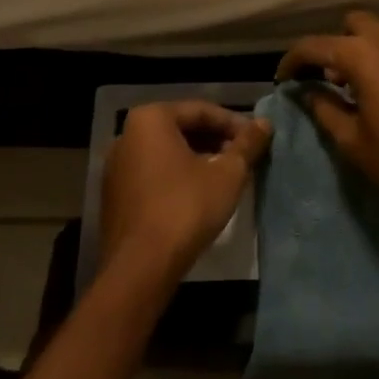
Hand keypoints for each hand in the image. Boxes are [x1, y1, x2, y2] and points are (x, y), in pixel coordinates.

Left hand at [100, 101, 270, 281]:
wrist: (140, 267)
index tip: (257, 139)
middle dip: (215, 141)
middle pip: (181, 129)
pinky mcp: (114, 194)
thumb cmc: (186, 208)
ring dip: (198, 158)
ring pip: (166, 152)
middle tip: (243, 157)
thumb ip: (247, 144)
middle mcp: (127, 134)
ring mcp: (117, 166)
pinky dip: (177, 176)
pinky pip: (152, 173)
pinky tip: (199, 194)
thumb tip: (264, 123)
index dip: (234, 124)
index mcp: (151, 118)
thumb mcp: (227, 174)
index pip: (201, 111)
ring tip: (226, 175)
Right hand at [276, 11, 378, 214]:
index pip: (314, 46)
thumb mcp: (352, 140)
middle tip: (326, 78)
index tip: (283, 79)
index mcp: (361, 55)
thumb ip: (324, 108)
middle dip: (333, 46)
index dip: (292, 61)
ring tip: (357, 82)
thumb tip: (307, 91)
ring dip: (362, 48)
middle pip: (350, 26)